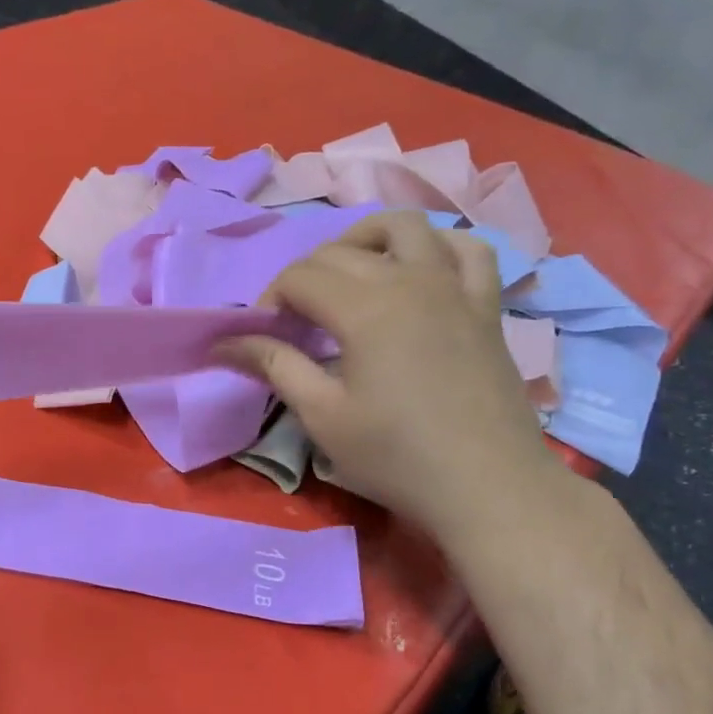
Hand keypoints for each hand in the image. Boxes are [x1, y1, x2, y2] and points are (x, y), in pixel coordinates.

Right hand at [220, 212, 560, 541]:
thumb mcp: (322, 415)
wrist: (488, 486)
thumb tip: (224, 343)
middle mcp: (410, 280)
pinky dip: (437, 246)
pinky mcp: (485, 306)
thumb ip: (275, 365)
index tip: (265, 339)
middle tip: (295, 324)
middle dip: (303, 278)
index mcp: (365, 308)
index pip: (299, 276)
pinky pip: (467, 250)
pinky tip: (420, 268)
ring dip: (364, 240)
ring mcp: (454, 287)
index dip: (270, 301)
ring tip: (348, 275)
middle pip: (339, 251)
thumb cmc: (396, 456)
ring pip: (405, 226)